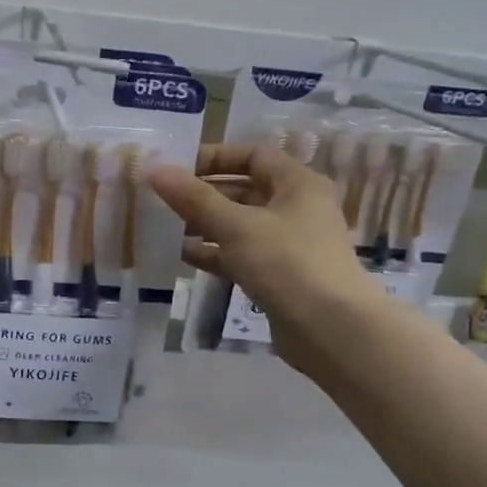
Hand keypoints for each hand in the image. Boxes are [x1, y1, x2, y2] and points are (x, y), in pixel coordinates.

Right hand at [149, 145, 371, 374]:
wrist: (331, 330)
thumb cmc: (287, 264)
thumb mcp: (236, 226)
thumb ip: (194, 198)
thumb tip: (155, 168)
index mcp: (298, 184)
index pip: (253, 156)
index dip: (215, 157)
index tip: (177, 168)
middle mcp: (297, 208)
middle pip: (245, 190)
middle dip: (205, 194)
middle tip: (164, 199)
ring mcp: (289, 244)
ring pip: (241, 225)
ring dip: (206, 225)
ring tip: (166, 227)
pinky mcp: (280, 275)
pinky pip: (242, 254)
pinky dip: (216, 253)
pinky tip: (183, 256)